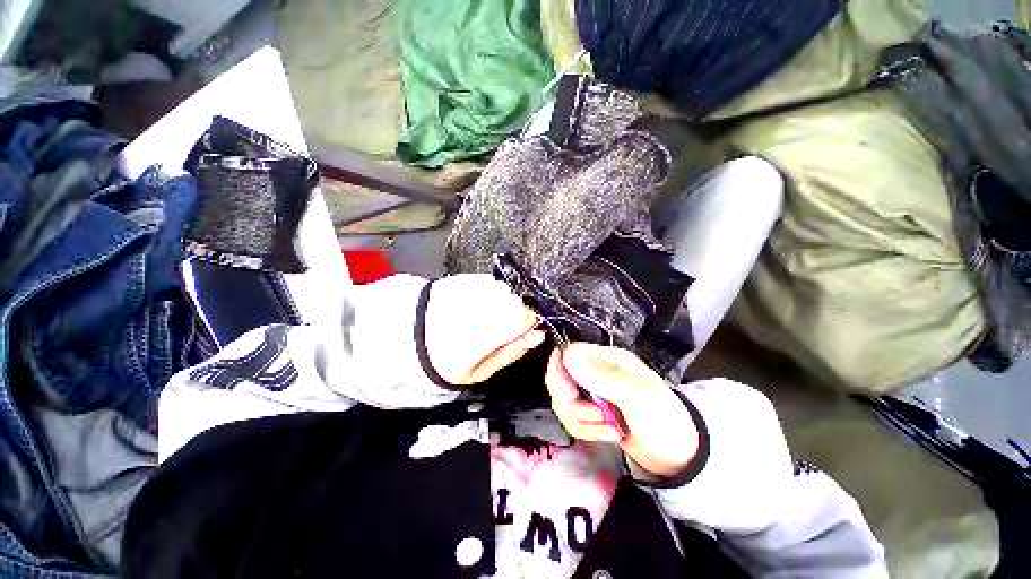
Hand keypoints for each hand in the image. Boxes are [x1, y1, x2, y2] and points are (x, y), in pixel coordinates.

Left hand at [424, 274, 545, 385]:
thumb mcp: (481, 371)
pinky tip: (479, 305)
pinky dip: (492, 292)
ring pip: (504, 289)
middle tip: (501, 326)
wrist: (414, 338)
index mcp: (470, 344)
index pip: (517, 318)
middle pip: (514, 300)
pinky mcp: (458, 280)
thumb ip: (512, 352)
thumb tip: (537, 334)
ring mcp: (461, 292)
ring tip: (485, 316)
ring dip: (504, 301)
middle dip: (516, 312)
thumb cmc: (450, 360)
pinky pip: (490, 281)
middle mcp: (466, 312)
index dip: (530, 321)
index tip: (526, 328)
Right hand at [545, 344, 698, 478]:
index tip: (568, 394)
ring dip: (581, 421)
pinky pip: (572, 419)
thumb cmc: (665, 419)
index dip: (559, 372)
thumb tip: (567, 352)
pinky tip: (609, 435)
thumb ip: (601, 376)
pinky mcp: (591, 413)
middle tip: (595, 416)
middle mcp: (595, 372)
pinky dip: (586, 430)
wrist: (681, 454)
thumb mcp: (636, 397)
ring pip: (563, 402)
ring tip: (608, 429)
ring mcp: (592, 393)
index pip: (567, 354)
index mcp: (605, 358)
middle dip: (571, 403)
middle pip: (559, 379)